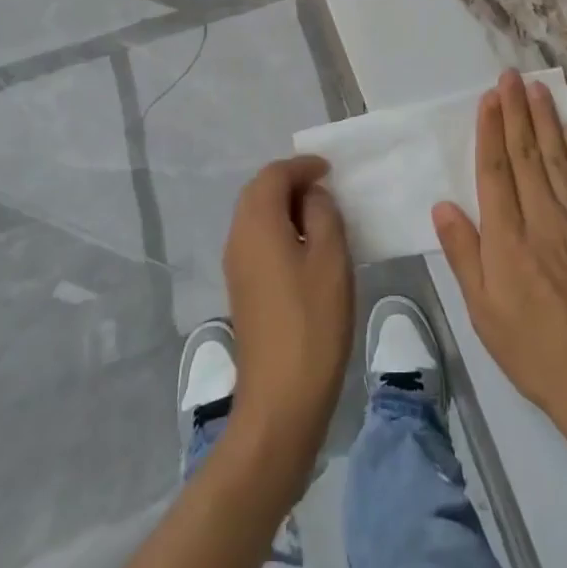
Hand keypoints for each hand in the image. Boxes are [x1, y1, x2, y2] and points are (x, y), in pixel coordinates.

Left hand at [223, 155, 354, 478]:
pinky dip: (280, 230)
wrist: (280, 401)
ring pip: (256, 217)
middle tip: (325, 188)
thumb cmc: (312, 322)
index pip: (273, 174)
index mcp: (257, 223)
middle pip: (259, 192)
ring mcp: (236, 267)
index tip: (330, 170)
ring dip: (285, 206)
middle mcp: (238, 237)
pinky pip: (257, 241)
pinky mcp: (242, 290)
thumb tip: (312, 196)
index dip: (302, 166)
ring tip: (321, 215)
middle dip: (290, 182)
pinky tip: (307, 248)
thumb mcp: (331, 258)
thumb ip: (322, 213)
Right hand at [433, 71, 566, 432]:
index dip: (490, 131)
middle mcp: (542, 218)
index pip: (495, 171)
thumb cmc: (530, 347)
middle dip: (516, 112)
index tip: (488, 98)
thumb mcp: (482, 311)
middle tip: (511, 77)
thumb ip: (464, 254)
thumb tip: (443, 206)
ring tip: (538, 89)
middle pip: (526, 155)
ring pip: (558, 159)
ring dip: (546, 120)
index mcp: (507, 238)